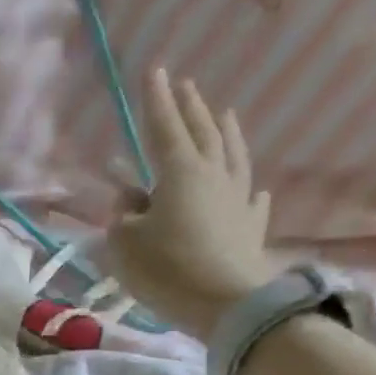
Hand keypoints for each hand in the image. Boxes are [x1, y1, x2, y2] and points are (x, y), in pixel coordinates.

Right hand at [108, 68, 277, 339]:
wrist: (227, 304)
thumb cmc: (167, 268)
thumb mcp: (125, 242)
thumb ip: (123, 213)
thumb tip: (130, 195)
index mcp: (180, 174)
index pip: (164, 129)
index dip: (156, 101)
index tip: (154, 70)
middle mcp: (214, 176)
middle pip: (203, 133)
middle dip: (191, 107)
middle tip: (185, 84)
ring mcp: (237, 199)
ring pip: (232, 155)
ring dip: (225, 132)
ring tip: (223, 113)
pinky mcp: (250, 227)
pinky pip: (250, 197)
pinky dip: (246, 186)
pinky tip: (252, 186)